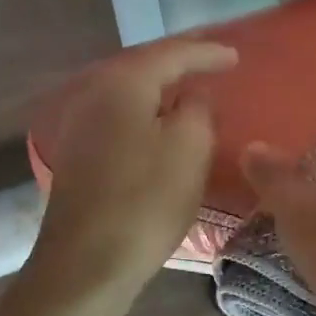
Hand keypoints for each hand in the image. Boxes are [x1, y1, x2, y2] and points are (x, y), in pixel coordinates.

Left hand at [32, 38, 237, 296]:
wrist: (88, 262)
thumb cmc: (146, 201)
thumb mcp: (190, 149)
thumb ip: (199, 109)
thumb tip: (194, 96)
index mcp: (123, 84)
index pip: (171, 54)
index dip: (207, 53)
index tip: (236, 57)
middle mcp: (94, 94)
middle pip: (144, 67)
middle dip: (179, 64)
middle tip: (212, 63)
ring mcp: (81, 125)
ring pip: (130, 94)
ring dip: (161, 90)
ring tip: (190, 91)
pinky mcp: (79, 155)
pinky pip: (121, 118)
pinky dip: (146, 114)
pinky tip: (160, 125)